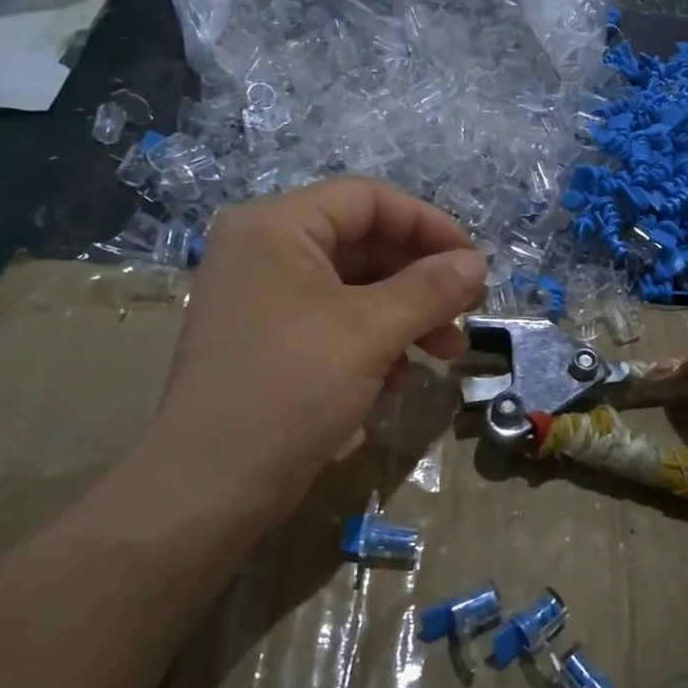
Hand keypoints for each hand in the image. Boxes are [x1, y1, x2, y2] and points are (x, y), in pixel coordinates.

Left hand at [130, 178, 486, 529]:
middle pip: (364, 242)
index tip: (473, 262)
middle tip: (468, 309)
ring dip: (409, 313)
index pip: (367, 199)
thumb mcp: (370, 331)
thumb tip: (477, 264)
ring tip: (448, 349)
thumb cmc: (290, 389)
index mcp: (276, 227)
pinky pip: (336, 321)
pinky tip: (402, 377)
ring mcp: (265, 298)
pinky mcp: (270, 340)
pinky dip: (377, 340)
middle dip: (422, 277)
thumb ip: (430, 288)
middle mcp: (265, 251)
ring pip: (356, 286)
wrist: (209, 488)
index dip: (428, 224)